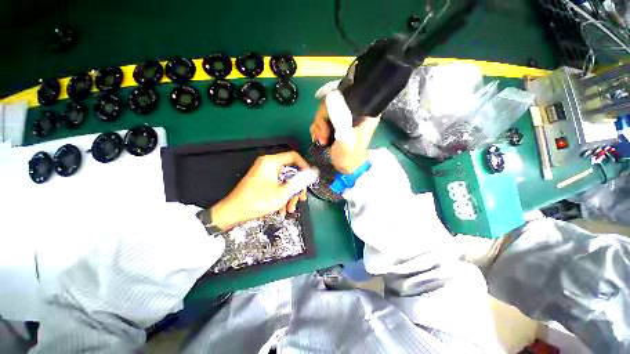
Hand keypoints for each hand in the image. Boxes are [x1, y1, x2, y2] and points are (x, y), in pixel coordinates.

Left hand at [210, 152, 309, 229]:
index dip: (304, 167)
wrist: (233, 212)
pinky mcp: (262, 181)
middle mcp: (268, 165)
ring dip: (290, 195)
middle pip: (290, 171)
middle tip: (301, 198)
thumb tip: (312, 173)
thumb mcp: (282, 193)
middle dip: (297, 187)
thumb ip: (299, 182)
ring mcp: (264, 173)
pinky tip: (282, 209)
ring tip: (290, 209)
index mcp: (271, 162)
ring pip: (284, 180)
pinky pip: (277, 185)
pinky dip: (281, 196)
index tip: (309, 179)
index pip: (294, 157)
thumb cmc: (258, 201)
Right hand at [310, 89, 379, 173]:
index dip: (332, 104)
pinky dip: (317, 130)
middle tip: (323, 137)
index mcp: (362, 113)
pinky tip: (320, 139)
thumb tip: (332, 99)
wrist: (345, 168)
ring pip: (323, 112)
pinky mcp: (334, 124)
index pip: (346, 95)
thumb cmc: (349, 156)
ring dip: (319, 128)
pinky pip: (320, 120)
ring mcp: (342, 118)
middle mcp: (352, 112)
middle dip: (322, 121)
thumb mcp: (346, 140)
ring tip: (322, 141)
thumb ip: (340, 121)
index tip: (327, 121)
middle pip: (330, 103)